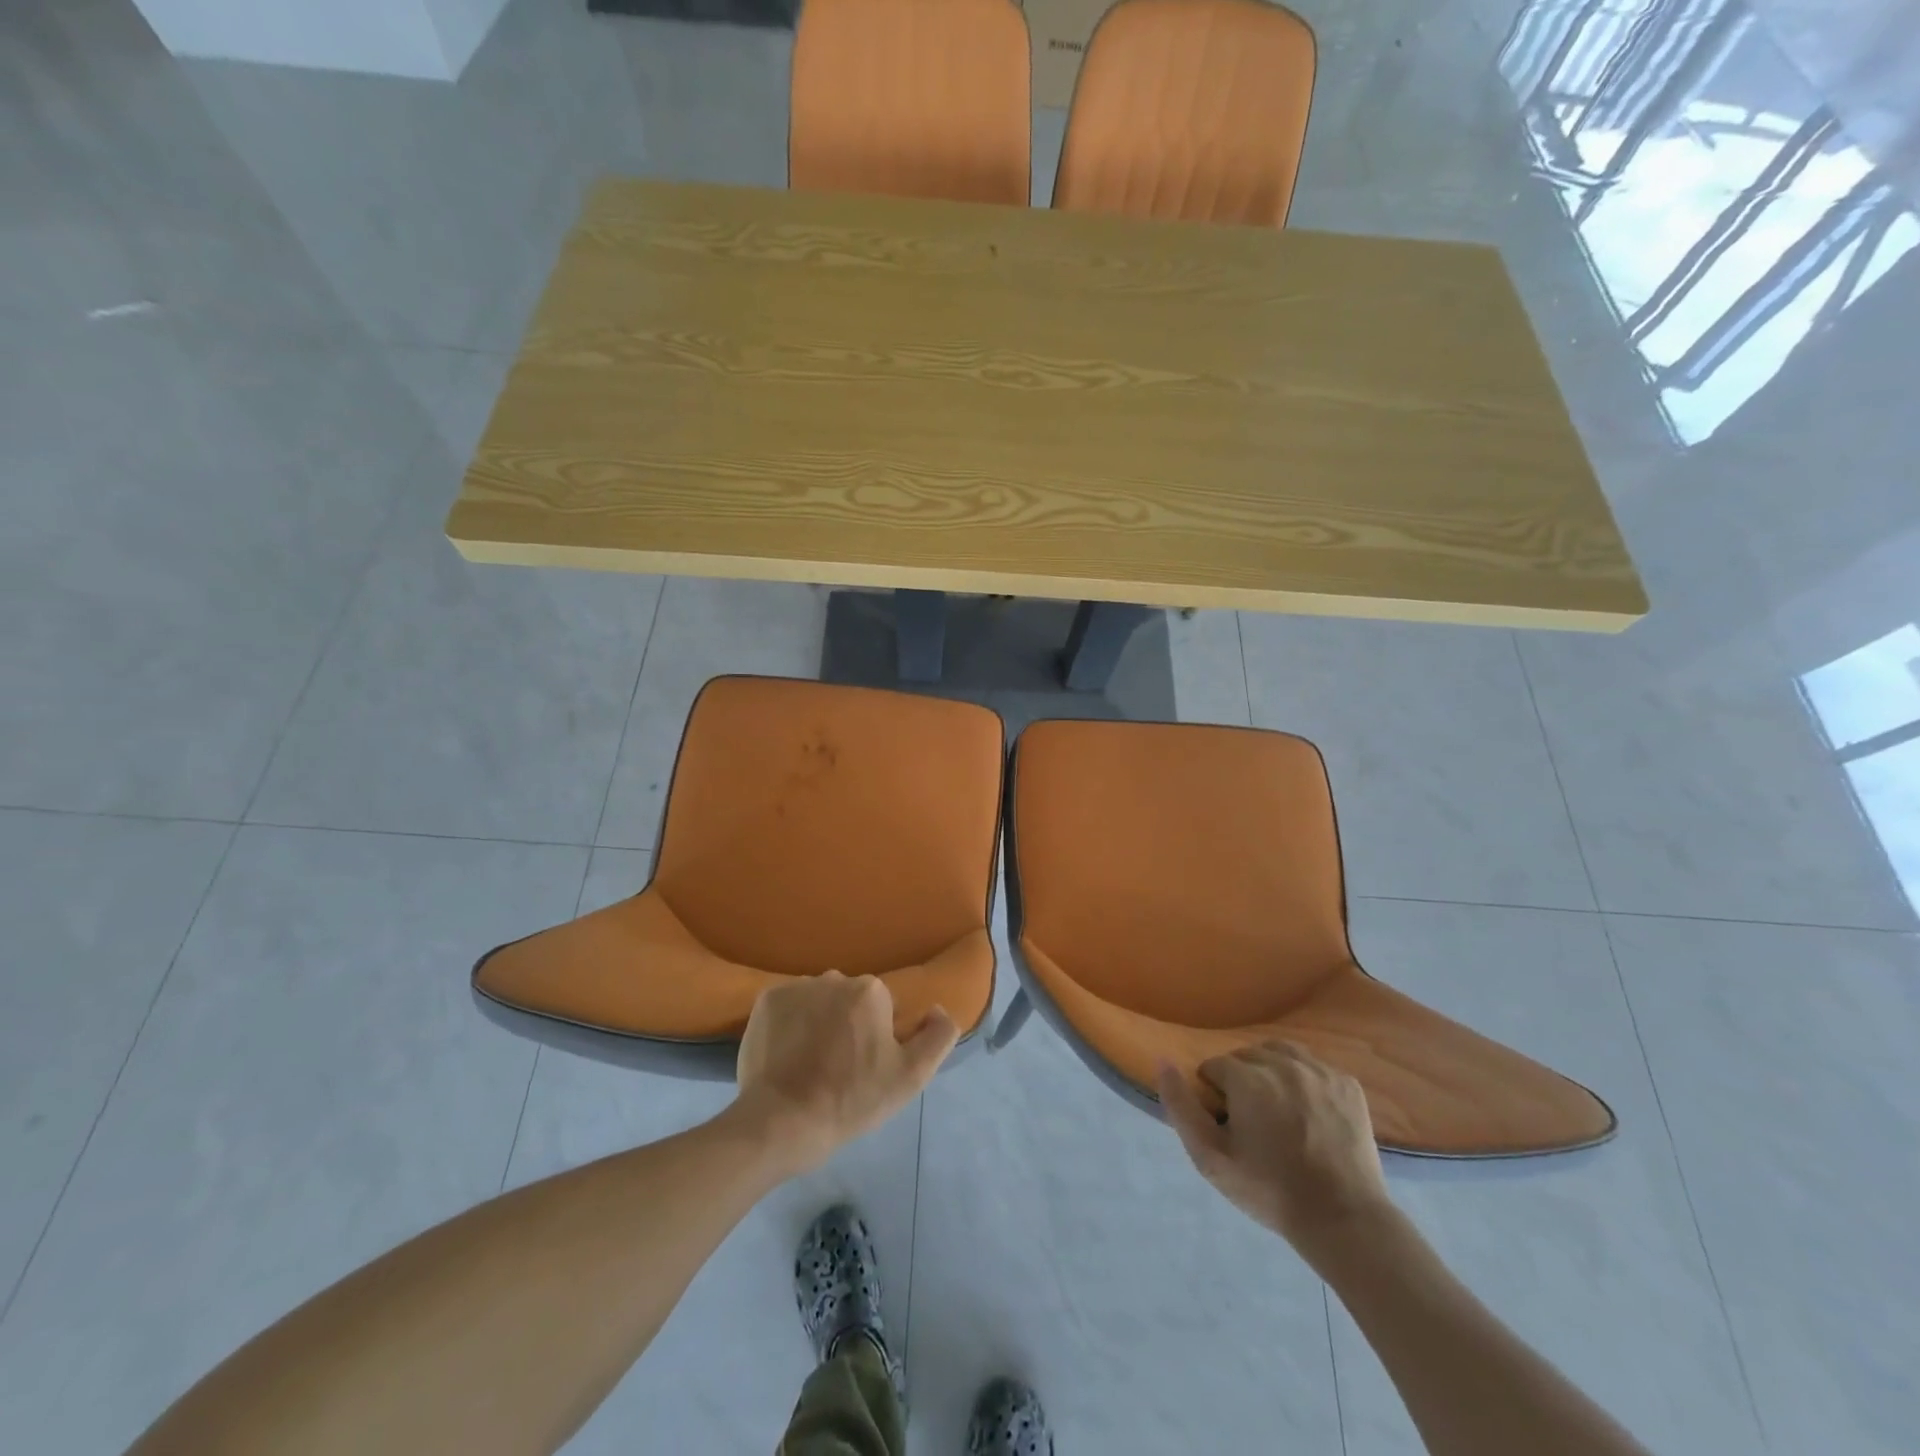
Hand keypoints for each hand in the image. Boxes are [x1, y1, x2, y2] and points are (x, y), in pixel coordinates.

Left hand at [734, 971, 957, 1174]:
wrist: (780, 1123)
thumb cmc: (851, 1100)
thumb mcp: (910, 1077)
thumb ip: (937, 1036)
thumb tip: (938, 1009)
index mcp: (870, 990)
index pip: (884, 1009)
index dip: (878, 1039)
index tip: (866, 1068)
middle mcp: (834, 977)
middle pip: (850, 1001)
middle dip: (849, 1025)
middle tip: (839, 1069)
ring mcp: (796, 987)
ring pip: (819, 1001)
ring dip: (820, 1022)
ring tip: (810, 1064)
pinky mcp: (766, 1001)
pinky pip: (789, 1007)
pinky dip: (791, 1024)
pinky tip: (788, 1056)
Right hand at [1159, 1042, 1393, 1264]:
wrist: (1343, 1220)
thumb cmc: (1270, 1190)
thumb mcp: (1210, 1158)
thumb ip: (1180, 1106)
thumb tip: (1163, 1061)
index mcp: (1248, 1078)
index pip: (1215, 1067)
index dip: (1214, 1095)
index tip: (1227, 1125)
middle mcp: (1283, 1064)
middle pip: (1246, 1056)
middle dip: (1241, 1080)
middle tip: (1251, 1120)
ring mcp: (1319, 1071)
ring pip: (1280, 1053)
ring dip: (1270, 1071)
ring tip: (1276, 1107)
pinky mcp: (1347, 1083)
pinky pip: (1313, 1066)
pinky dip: (1303, 1079)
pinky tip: (1307, 1110)